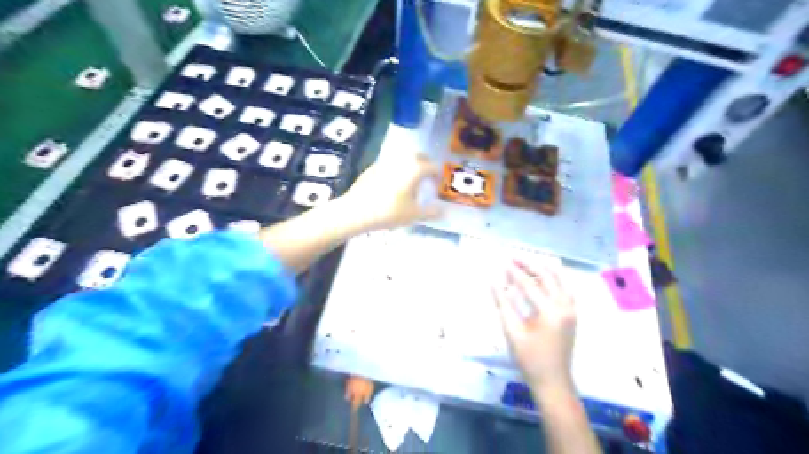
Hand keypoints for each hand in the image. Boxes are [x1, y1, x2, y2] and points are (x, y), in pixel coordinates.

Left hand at [339, 154, 444, 229]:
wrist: (356, 211)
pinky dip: (396, 170)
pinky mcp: (372, 167)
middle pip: (418, 156)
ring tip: (410, 181)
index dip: (437, 175)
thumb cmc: (389, 212)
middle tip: (427, 177)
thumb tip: (443, 212)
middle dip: (425, 164)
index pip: (432, 166)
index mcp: (415, 168)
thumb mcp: (413, 215)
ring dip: (410, 165)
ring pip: (403, 158)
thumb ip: (431, 212)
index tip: (437, 184)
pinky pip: (390, 164)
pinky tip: (393, 184)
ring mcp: (385, 161)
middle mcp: (401, 160)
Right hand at [489, 261, 577, 395]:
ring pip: (560, 279)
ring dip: (543, 269)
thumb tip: (492, 281)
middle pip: (548, 276)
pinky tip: (543, 276)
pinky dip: (554, 278)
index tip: (502, 262)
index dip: (514, 272)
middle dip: (530, 265)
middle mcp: (565, 306)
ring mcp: (572, 309)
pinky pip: (565, 288)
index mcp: (550, 311)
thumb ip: (503, 303)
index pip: (530, 284)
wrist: (553, 382)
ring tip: (526, 263)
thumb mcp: (512, 331)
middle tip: (513, 258)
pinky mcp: (573, 314)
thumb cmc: (529, 359)